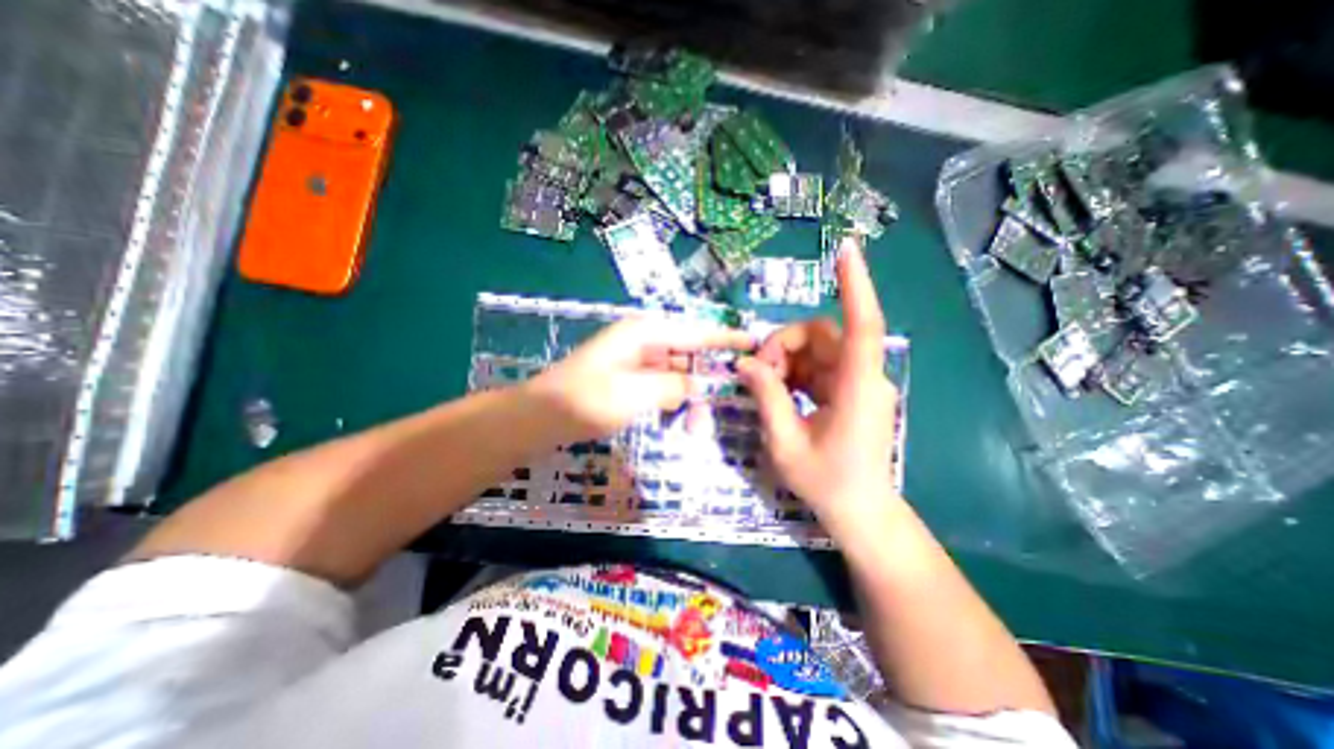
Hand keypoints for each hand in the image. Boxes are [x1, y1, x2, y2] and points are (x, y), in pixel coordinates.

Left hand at [530, 320, 753, 440]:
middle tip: (726, 402)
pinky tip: (678, 419)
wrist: (541, 417)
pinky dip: (672, 401)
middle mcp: (642, 341)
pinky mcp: (628, 380)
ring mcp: (634, 361)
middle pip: (687, 354)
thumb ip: (673, 386)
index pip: (695, 332)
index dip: (725, 338)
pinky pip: (661, 386)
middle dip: (706, 378)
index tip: (753, 342)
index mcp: (644, 333)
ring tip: (695, 424)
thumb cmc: (586, 400)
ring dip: (688, 396)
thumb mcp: (636, 392)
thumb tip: (697, 385)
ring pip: (675, 374)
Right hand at [734, 237, 900, 535]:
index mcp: (857, 388)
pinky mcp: (848, 391)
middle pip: (821, 335)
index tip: (845, 249)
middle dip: (783, 346)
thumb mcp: (786, 443)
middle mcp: (862, 377)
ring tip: (764, 387)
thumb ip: (767, 397)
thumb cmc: (827, 483)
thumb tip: (745, 365)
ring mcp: (857, 383)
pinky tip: (778, 391)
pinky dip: (793, 372)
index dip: (855, 286)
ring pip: (816, 349)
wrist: (860, 512)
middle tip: (757, 375)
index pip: (863, 326)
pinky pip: (817, 366)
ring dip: (784, 360)